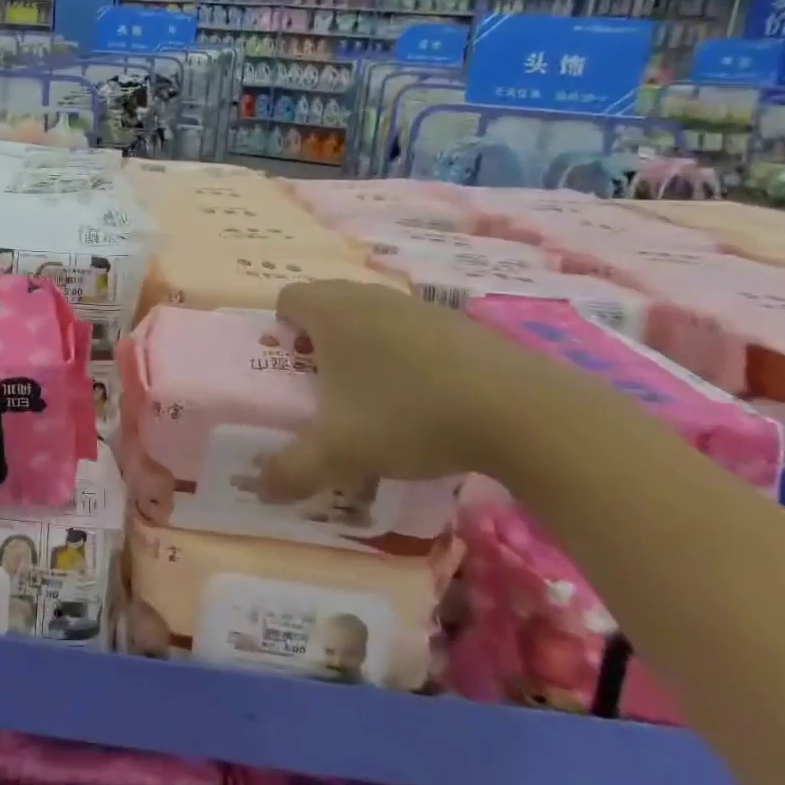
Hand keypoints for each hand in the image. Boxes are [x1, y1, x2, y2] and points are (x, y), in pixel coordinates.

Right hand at [255, 280, 574, 501]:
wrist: (524, 413)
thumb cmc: (410, 416)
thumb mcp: (340, 453)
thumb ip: (292, 469)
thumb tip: (260, 488)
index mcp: (333, 312)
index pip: (287, 297)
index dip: (281, 328)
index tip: (292, 368)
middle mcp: (370, 297)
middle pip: (327, 301)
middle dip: (318, 338)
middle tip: (325, 386)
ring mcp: (419, 306)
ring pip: (372, 315)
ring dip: (363, 345)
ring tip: (374, 395)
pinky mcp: (460, 324)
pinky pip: (412, 330)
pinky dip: (406, 354)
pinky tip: (424, 398)